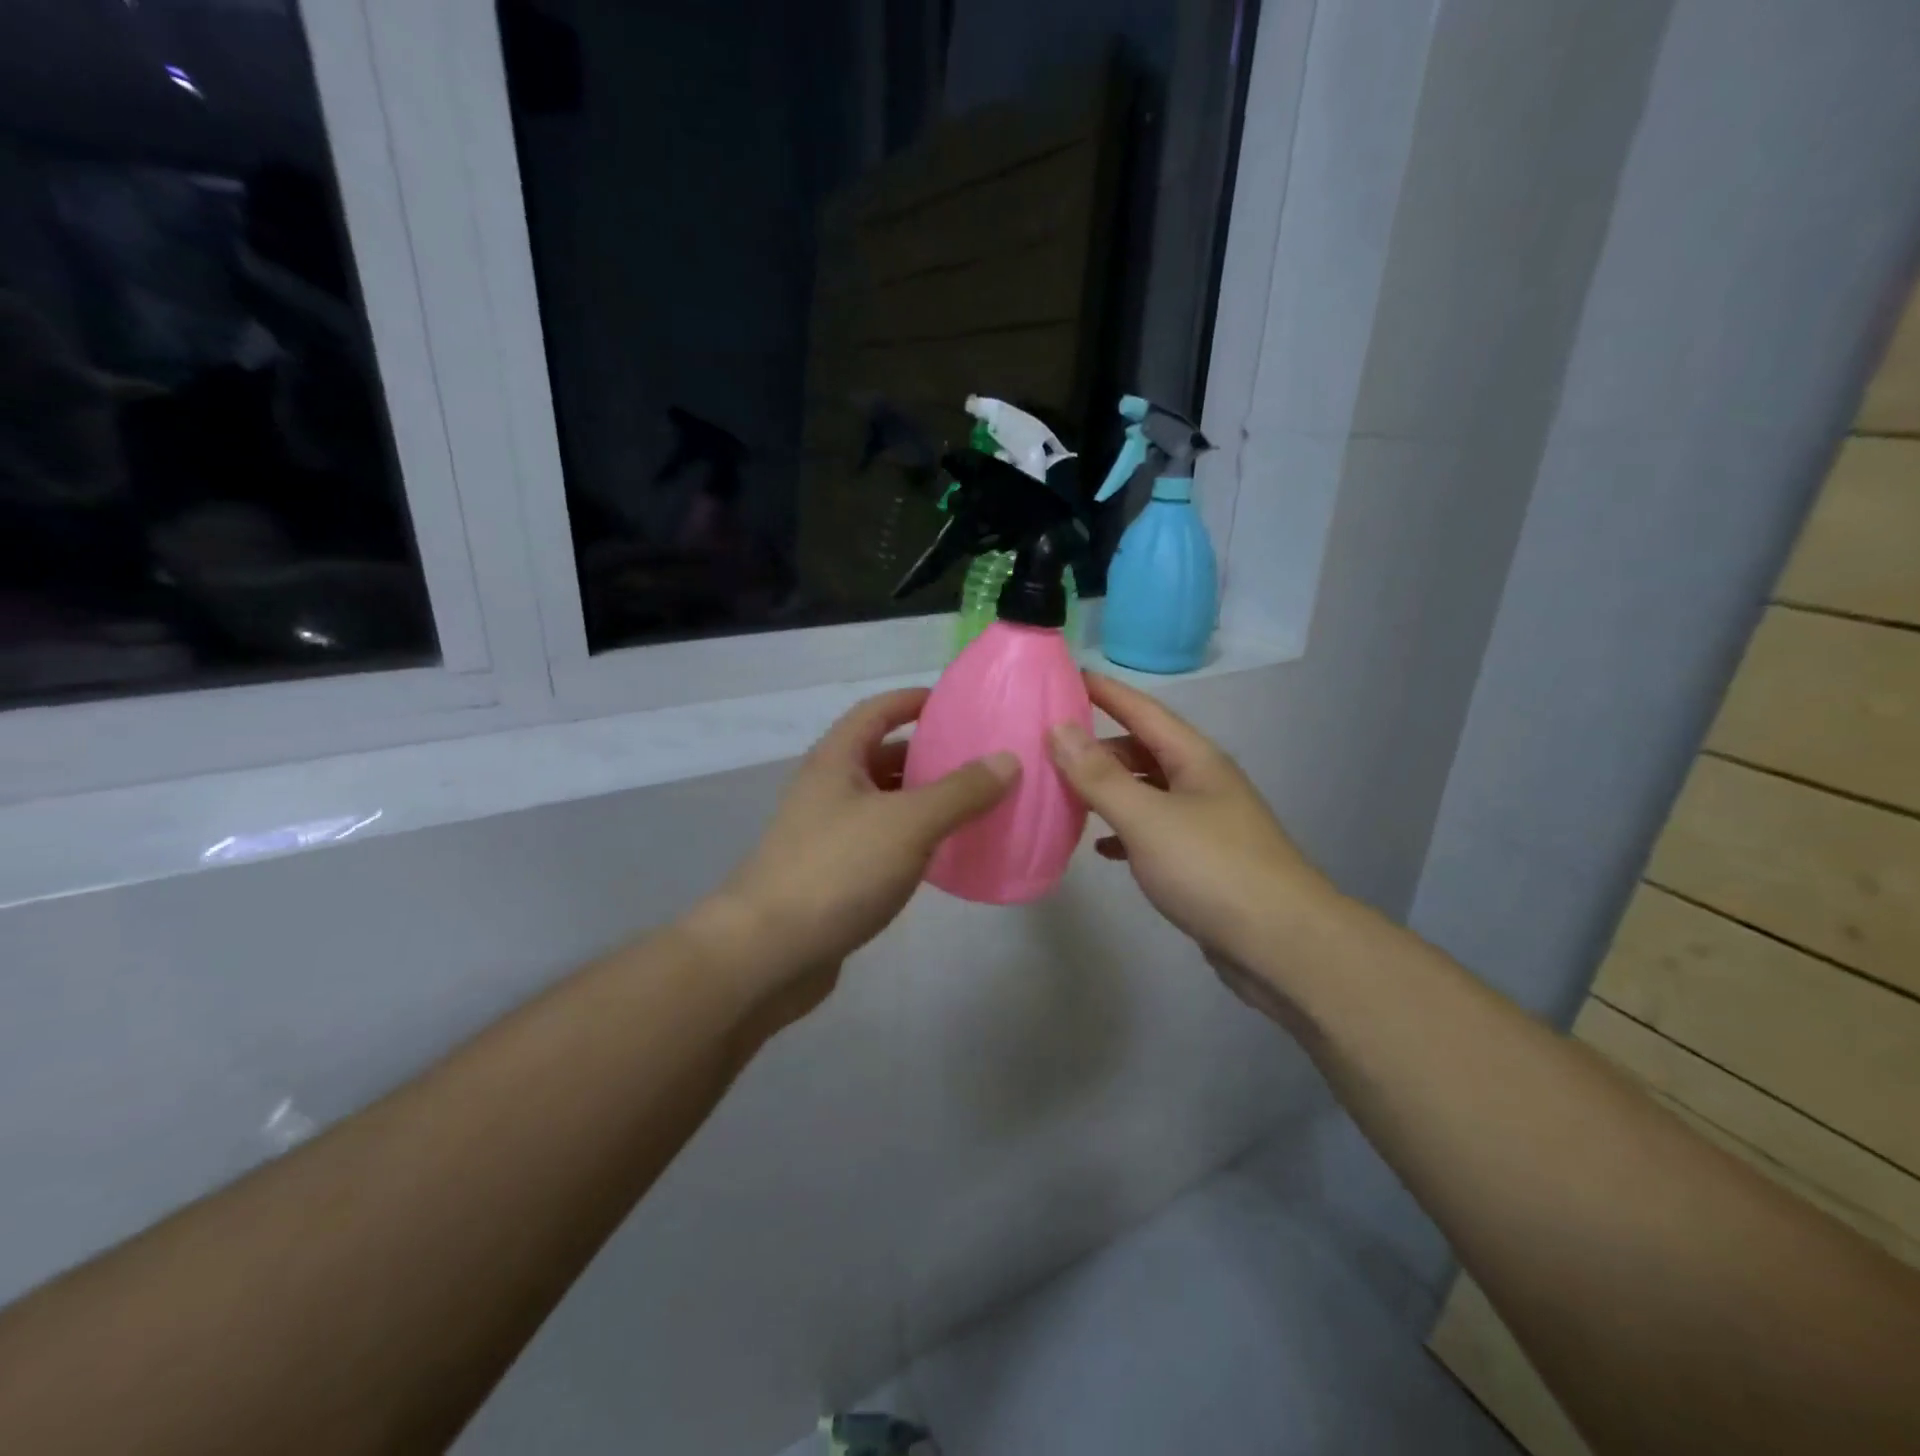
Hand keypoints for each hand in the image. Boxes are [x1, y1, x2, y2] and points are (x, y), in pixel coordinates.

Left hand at [703, 688, 1018, 1026]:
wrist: (767, 954)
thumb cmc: (837, 871)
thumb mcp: (908, 823)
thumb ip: (960, 791)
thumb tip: (1007, 759)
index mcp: (836, 761)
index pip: (876, 711)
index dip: (914, 701)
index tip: (957, 704)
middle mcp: (827, 790)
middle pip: (881, 756)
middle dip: (928, 754)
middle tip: (980, 759)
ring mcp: (826, 835)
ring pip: (883, 803)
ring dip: (923, 800)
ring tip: (973, 804)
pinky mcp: (832, 876)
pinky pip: (881, 843)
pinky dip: (912, 840)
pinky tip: (943, 855)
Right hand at [1047, 672, 1334, 984]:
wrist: (1282, 945)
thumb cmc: (1212, 869)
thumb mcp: (1147, 818)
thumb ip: (1100, 775)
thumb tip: (1060, 728)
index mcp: (1196, 760)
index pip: (1143, 710)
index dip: (1105, 691)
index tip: (1066, 675)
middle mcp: (1203, 782)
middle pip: (1144, 749)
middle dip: (1099, 745)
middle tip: (1050, 747)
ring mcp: (1206, 822)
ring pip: (1147, 791)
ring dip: (1109, 789)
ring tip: (1065, 793)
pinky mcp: (1203, 861)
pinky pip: (1154, 831)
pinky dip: (1125, 831)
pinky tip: (1102, 847)